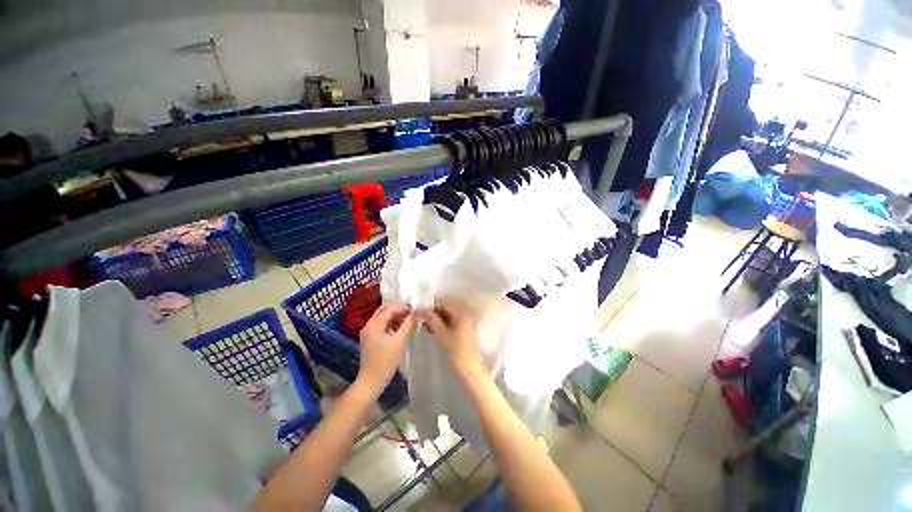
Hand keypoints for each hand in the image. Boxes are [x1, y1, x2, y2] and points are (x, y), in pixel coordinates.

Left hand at [356, 303, 414, 394]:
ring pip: (382, 318)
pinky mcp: (370, 339)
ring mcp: (368, 333)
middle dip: (398, 310)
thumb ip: (408, 325)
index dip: (403, 307)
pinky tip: (400, 328)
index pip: (390, 309)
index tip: (415, 309)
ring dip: (395, 316)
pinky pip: (381, 326)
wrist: (371, 381)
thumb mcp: (399, 341)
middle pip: (384, 311)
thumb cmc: (385, 361)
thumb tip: (416, 313)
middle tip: (411, 312)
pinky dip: (391, 324)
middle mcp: (368, 325)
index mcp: (374, 324)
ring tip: (409, 319)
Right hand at [418, 299, 479, 369]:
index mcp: (462, 311)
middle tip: (422, 320)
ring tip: (426, 326)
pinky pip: (453, 320)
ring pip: (449, 314)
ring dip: (438, 319)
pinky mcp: (466, 327)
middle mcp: (466, 312)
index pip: (444, 302)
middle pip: (447, 308)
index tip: (420, 313)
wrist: (468, 366)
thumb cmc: (454, 349)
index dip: (431, 307)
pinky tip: (434, 330)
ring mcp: (467, 320)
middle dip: (434, 313)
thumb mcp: (441, 332)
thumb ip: (431, 319)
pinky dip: (443, 323)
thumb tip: (420, 310)